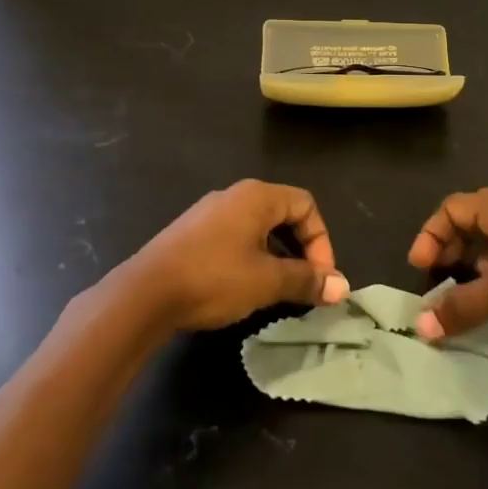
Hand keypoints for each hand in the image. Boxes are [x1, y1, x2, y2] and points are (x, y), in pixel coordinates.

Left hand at [120, 180, 349, 331]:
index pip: (306, 205)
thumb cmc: (214, 278)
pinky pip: (235, 237)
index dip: (321, 241)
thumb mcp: (267, 282)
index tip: (320, 278)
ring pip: (258, 227)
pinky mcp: (192, 233)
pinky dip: (252, 257)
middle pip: (283, 213)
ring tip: (278, 289)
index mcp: (257, 196)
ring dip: (277, 255)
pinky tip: (245, 286)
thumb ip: (306, 280)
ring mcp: (209, 212)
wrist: (145, 293)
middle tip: (305, 284)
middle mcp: (234, 195)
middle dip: (301, 249)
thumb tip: (342, 287)